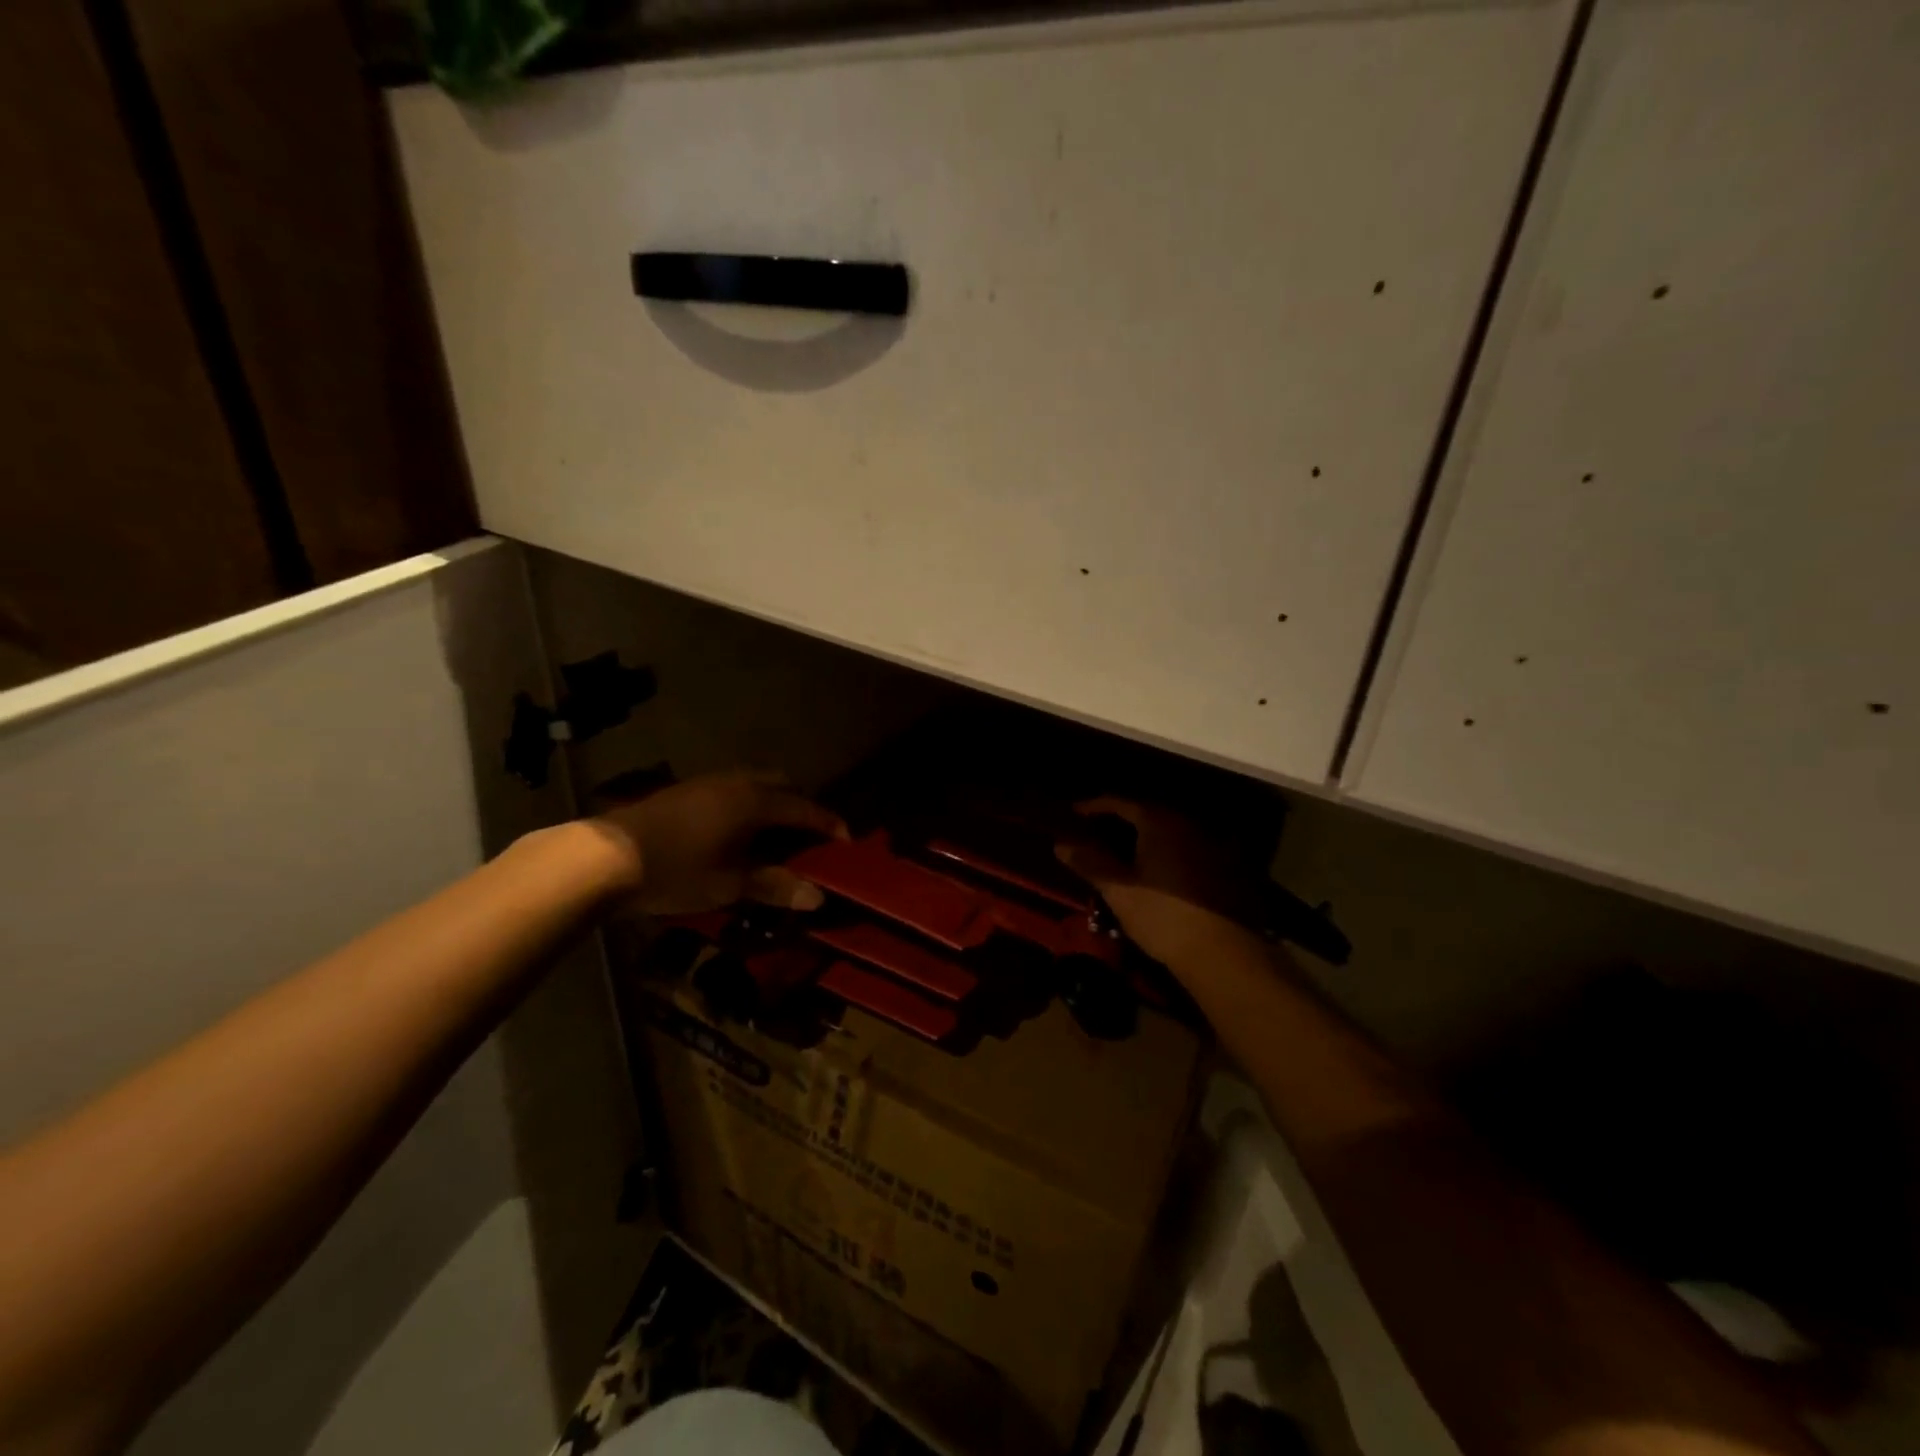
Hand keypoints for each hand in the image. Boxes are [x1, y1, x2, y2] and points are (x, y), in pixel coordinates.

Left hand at [591, 770, 846, 915]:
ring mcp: (708, 782)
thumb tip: (818, 898)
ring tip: (774, 834)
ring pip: (755, 782)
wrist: (604, 857)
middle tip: (809, 837)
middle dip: (801, 806)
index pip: (804, 808)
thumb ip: (774, 887)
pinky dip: (748, 803)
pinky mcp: (685, 789)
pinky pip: (733, 788)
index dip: (829, 824)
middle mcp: (736, 782)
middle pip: (782, 784)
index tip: (847, 842)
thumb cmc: (676, 870)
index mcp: (755, 801)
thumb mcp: (729, 885)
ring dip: (773, 802)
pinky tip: (736, 831)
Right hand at [1056, 797, 1262, 967]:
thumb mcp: (1118, 890)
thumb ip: (1089, 862)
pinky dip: (1165, 854)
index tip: (1073, 815)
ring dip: (1144, 839)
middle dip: (1118, 823)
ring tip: (1122, 857)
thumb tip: (1061, 844)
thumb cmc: (1162, 916)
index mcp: (1159, 821)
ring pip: (1168, 833)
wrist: (1222, 953)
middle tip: (1094, 837)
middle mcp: (1187, 824)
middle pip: (1146, 814)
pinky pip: (1185, 850)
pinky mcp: (1224, 868)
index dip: (1093, 806)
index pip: (1119, 802)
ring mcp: (1210, 845)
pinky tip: (1156, 875)